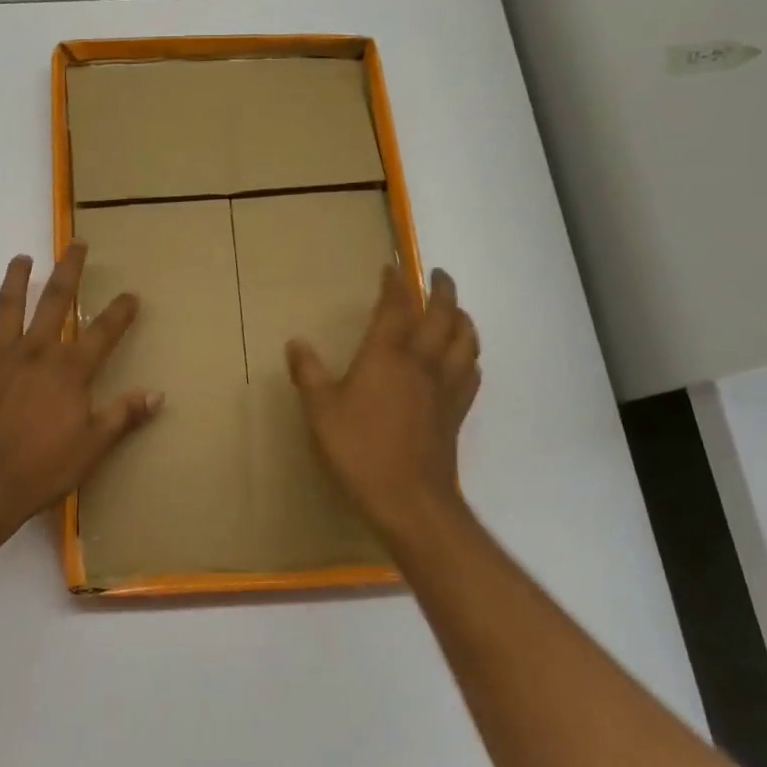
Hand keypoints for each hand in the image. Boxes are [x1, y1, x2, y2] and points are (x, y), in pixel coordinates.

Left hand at [0, 243, 162, 538]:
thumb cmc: (42, 467)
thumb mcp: (93, 446)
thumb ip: (123, 415)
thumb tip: (157, 394)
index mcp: (69, 369)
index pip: (103, 332)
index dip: (120, 312)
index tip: (131, 294)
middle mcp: (36, 351)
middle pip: (55, 301)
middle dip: (69, 271)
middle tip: (76, 244)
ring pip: (9, 307)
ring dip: (16, 280)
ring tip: (21, 258)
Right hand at [286, 266, 480, 537]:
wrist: (409, 499)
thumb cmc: (358, 450)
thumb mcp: (320, 411)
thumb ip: (309, 374)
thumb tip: (296, 343)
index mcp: (387, 356)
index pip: (396, 308)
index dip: (395, 284)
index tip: (392, 267)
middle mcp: (422, 363)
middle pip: (443, 316)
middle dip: (441, 290)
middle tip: (438, 274)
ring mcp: (444, 388)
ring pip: (466, 341)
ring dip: (463, 319)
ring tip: (457, 311)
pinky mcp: (456, 413)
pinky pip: (471, 373)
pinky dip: (470, 356)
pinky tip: (465, 360)